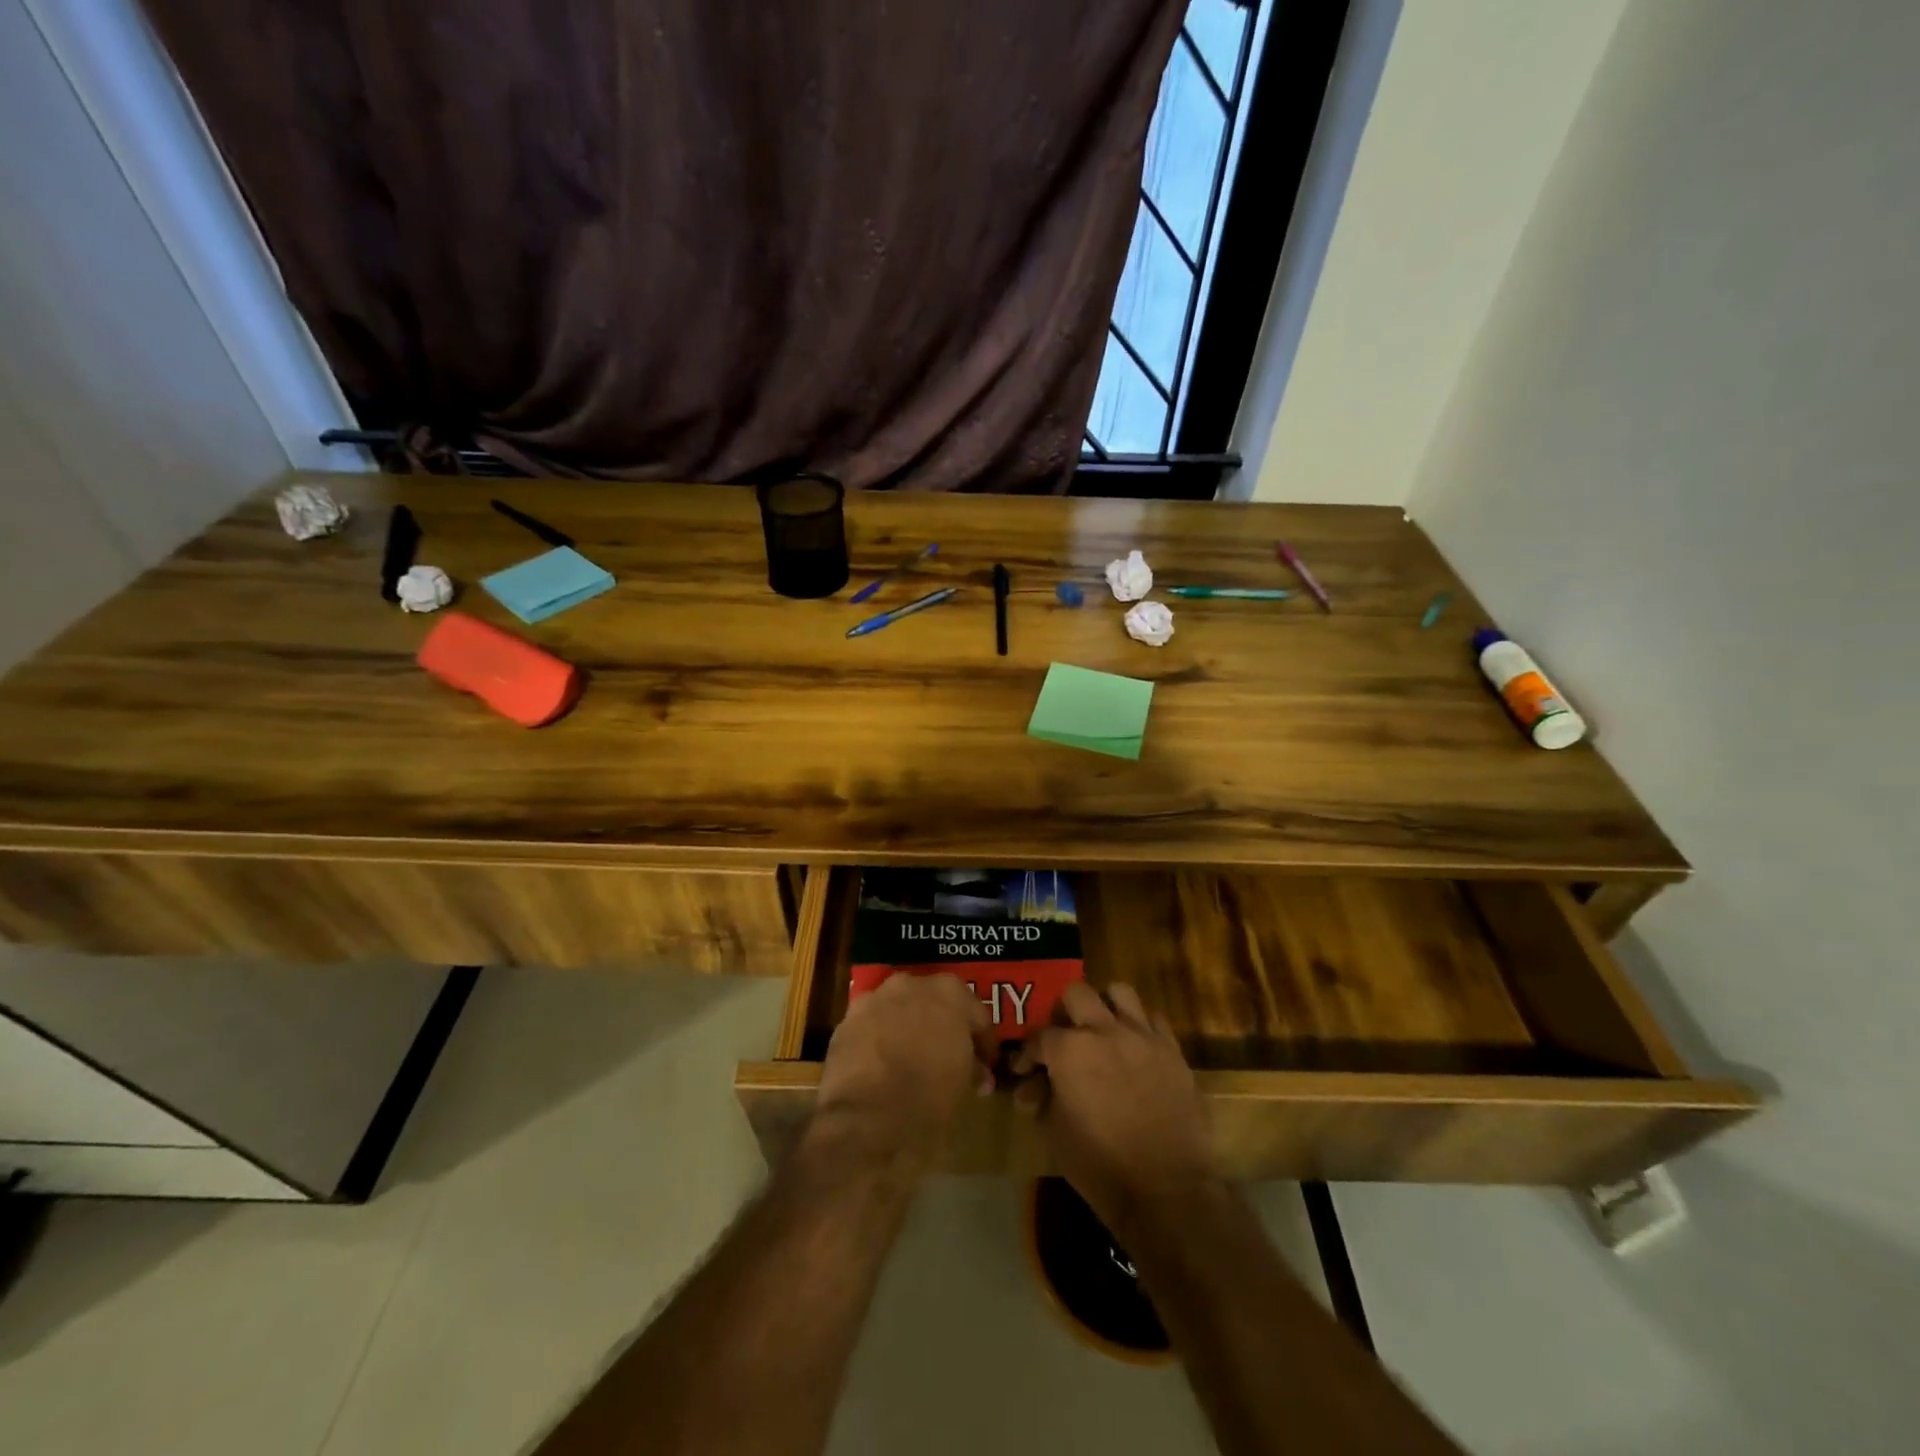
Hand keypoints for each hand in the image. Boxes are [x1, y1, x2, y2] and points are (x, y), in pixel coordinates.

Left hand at [809, 973, 993, 1177]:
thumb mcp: (963, 1086)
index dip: (984, 1042)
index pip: (977, 1014)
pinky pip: (873, 1025)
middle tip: (950, 1056)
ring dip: (909, 1027)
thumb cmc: (927, 1100)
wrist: (865, 1121)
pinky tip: (883, 1065)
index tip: (985, 1065)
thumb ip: (972, 1068)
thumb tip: (976, 1072)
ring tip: (913, 1059)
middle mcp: (911, 984)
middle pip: (935, 1002)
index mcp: (949, 993)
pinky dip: (880, 1039)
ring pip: (900, 1009)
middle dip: (943, 1026)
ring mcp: (874, 999)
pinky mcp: (846, 1021)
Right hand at [1013, 982, 1216, 1239]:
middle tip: (1065, 1038)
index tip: (1026, 1071)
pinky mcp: (1172, 1050)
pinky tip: (1135, 1048)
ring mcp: (1142, 1036)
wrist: (1166, 1188)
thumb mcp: (1054, 1133)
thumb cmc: (1100, 1165)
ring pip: (1120, 992)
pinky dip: (1140, 1026)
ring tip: (1102, 1031)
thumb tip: (1032, 1087)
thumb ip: (1041, 1099)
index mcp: (1069, 1049)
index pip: (1039, 1037)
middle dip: (1064, 1013)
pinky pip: (1153, 1019)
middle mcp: (1104, 1030)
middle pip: (1077, 993)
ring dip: (1106, 1007)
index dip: (1028, 1054)